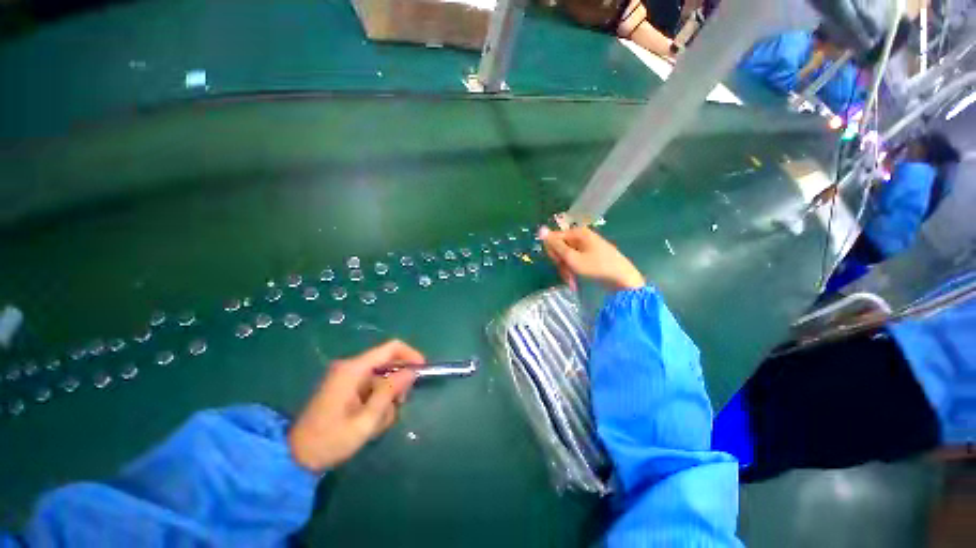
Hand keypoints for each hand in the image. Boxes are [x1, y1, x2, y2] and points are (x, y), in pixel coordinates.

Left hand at [288, 340, 423, 472]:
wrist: (293, 458)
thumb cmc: (330, 440)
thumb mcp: (366, 420)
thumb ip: (389, 392)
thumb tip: (411, 371)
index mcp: (353, 369)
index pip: (391, 348)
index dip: (410, 355)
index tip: (422, 370)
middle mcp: (350, 367)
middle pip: (387, 364)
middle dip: (397, 384)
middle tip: (399, 405)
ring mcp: (346, 377)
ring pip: (381, 379)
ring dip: (386, 398)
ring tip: (378, 423)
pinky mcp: (345, 387)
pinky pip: (371, 387)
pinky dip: (376, 402)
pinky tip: (369, 422)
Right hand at [539, 226, 644, 291]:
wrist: (623, 280)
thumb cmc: (597, 268)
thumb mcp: (572, 258)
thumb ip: (556, 245)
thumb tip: (540, 230)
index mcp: (578, 233)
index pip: (554, 238)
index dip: (552, 252)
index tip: (557, 264)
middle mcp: (582, 236)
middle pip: (561, 248)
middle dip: (561, 263)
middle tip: (566, 275)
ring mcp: (588, 246)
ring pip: (568, 256)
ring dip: (567, 270)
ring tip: (571, 283)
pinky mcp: (592, 255)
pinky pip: (576, 260)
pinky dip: (574, 270)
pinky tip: (575, 281)